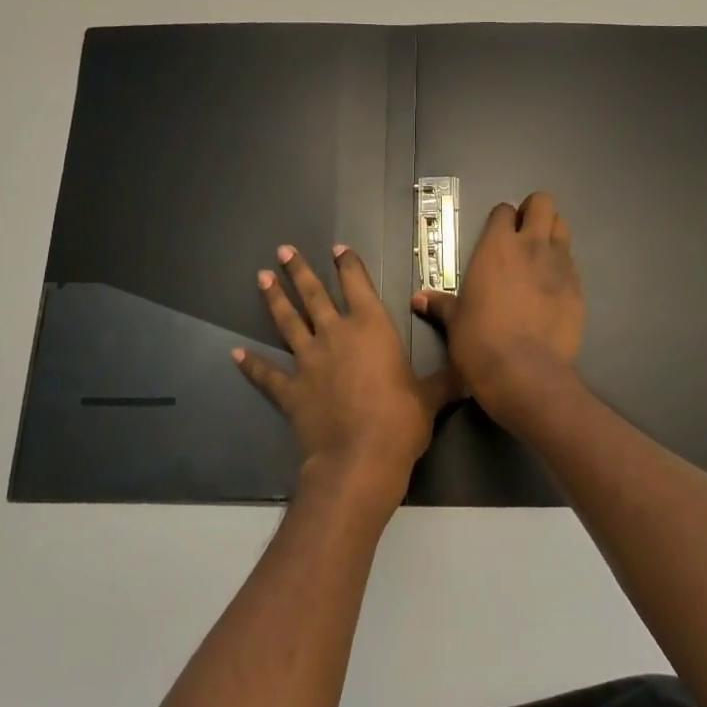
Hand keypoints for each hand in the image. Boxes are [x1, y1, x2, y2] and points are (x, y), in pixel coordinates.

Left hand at [235, 244, 453, 517]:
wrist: (360, 457)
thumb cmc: (401, 420)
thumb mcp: (432, 398)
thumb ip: (446, 382)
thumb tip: (471, 377)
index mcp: (371, 328)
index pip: (358, 285)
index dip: (348, 265)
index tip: (337, 249)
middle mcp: (336, 335)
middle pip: (314, 295)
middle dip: (298, 271)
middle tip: (282, 250)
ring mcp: (308, 361)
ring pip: (287, 322)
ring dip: (274, 299)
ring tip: (261, 278)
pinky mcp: (289, 390)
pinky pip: (266, 374)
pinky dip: (250, 364)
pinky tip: (235, 354)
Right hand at [412, 191, 584, 418]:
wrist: (525, 372)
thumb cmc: (480, 342)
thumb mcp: (455, 321)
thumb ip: (441, 304)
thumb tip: (418, 299)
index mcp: (497, 247)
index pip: (504, 211)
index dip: (501, 220)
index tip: (497, 236)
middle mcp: (531, 246)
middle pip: (543, 203)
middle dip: (534, 212)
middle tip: (524, 234)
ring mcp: (560, 265)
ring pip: (563, 228)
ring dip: (552, 234)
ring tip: (540, 258)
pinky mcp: (579, 288)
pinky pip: (573, 265)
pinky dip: (563, 269)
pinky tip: (553, 290)